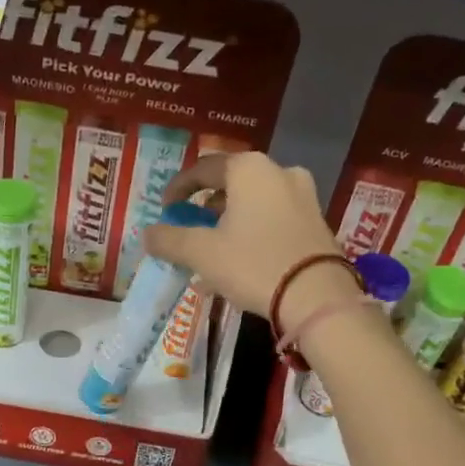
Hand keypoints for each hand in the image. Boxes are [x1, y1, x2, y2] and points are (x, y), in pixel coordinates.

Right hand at [144, 151, 355, 331]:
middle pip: (232, 184)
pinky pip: (273, 220)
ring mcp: (304, 196)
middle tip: (190, 229)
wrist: (317, 297)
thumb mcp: (202, 253)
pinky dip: (252, 233)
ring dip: (229, 223)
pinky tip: (240, 262)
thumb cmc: (253, 263)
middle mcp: (279, 172)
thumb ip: (169, 240)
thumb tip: (147, 234)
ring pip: (254, 204)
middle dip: (206, 207)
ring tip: (212, 252)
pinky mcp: (316, 223)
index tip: (165, 209)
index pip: (204, 168)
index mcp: (249, 169)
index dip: (179, 188)